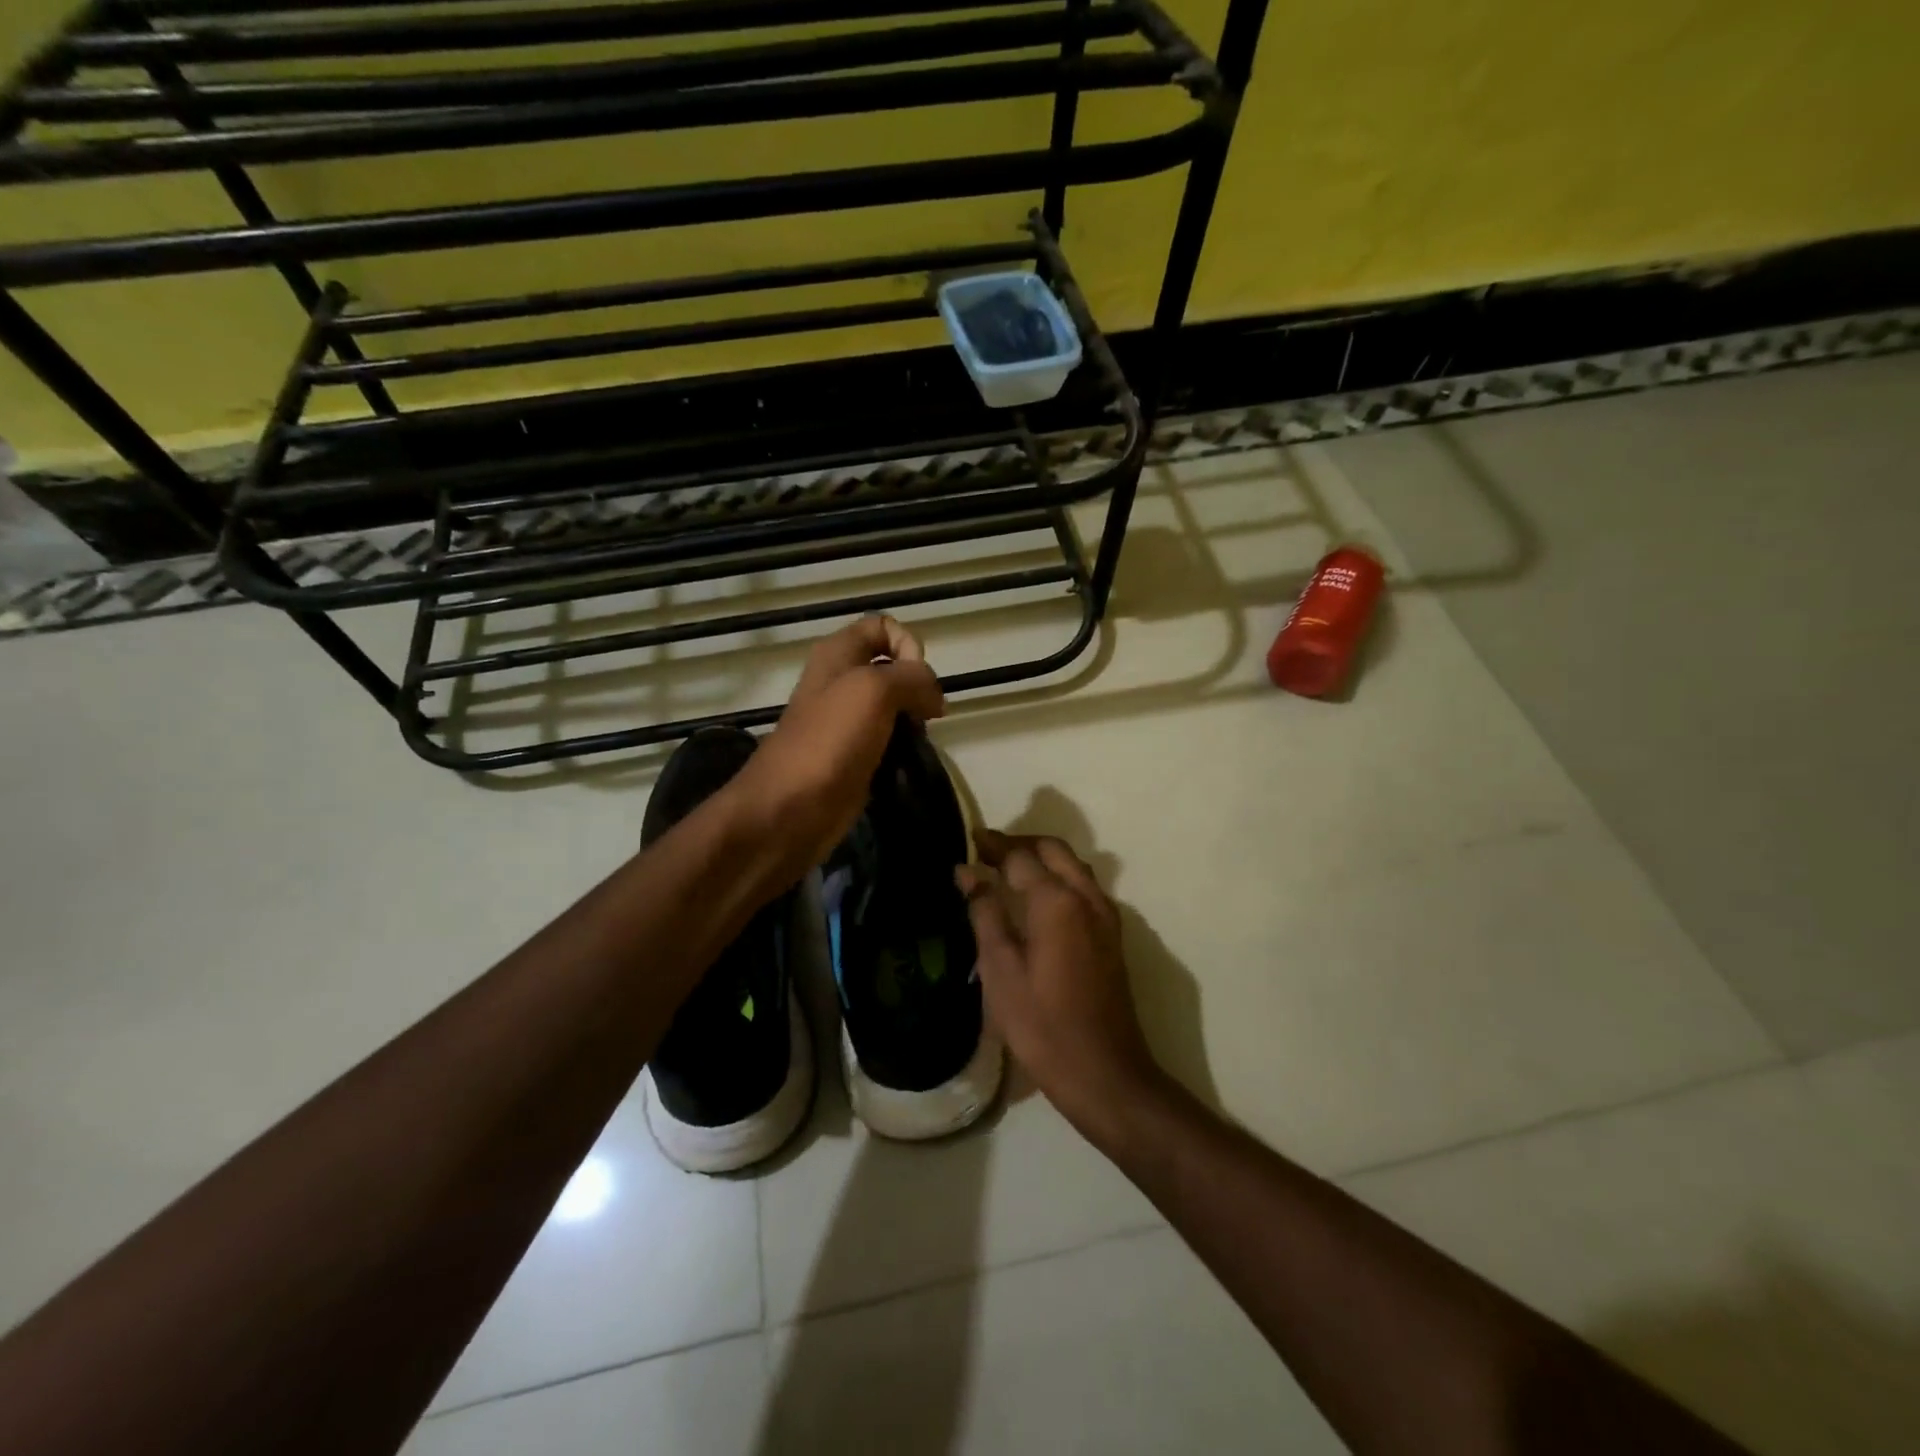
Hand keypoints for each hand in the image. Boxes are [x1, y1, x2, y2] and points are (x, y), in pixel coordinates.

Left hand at [729, 616, 944, 879]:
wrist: (789, 809)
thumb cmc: (828, 742)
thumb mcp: (874, 690)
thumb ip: (913, 678)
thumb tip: (934, 697)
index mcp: (838, 654)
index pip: (884, 626)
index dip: (908, 644)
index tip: (916, 679)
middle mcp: (841, 680)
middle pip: (893, 667)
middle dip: (917, 687)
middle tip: (921, 716)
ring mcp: (846, 721)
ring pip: (895, 706)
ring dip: (913, 721)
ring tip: (915, 741)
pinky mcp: (853, 755)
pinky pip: (888, 740)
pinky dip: (903, 748)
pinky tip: (904, 762)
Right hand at [957, 831, 1165, 1146]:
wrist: (1104, 1072)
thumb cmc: (1042, 1024)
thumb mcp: (1000, 970)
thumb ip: (985, 913)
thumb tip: (967, 873)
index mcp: (1057, 901)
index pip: (1020, 856)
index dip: (993, 845)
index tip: (970, 839)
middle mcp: (1087, 897)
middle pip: (1054, 850)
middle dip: (1021, 842)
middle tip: (988, 849)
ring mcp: (1106, 916)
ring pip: (1074, 866)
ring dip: (1043, 857)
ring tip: (1009, 868)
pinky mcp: (1112, 937)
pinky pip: (1084, 887)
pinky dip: (1059, 877)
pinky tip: (1039, 899)